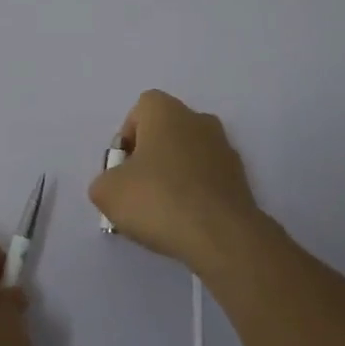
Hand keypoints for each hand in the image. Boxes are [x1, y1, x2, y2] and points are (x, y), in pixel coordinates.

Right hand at [89, 89, 272, 276]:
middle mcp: (199, 120)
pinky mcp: (240, 179)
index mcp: (167, 112)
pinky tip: (185, 222)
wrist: (221, 236)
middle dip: (150, 157)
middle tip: (138, 191)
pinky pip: (207, 179)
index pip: (141, 109)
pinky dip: (195, 194)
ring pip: (188, 156)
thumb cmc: (159, 200)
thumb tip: (116, 185)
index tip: (123, 168)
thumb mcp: (107, 192)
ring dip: (174, 176)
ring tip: (162, 213)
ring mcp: (224, 149)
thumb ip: (104, 181)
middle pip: (166, 132)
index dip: (127, 137)